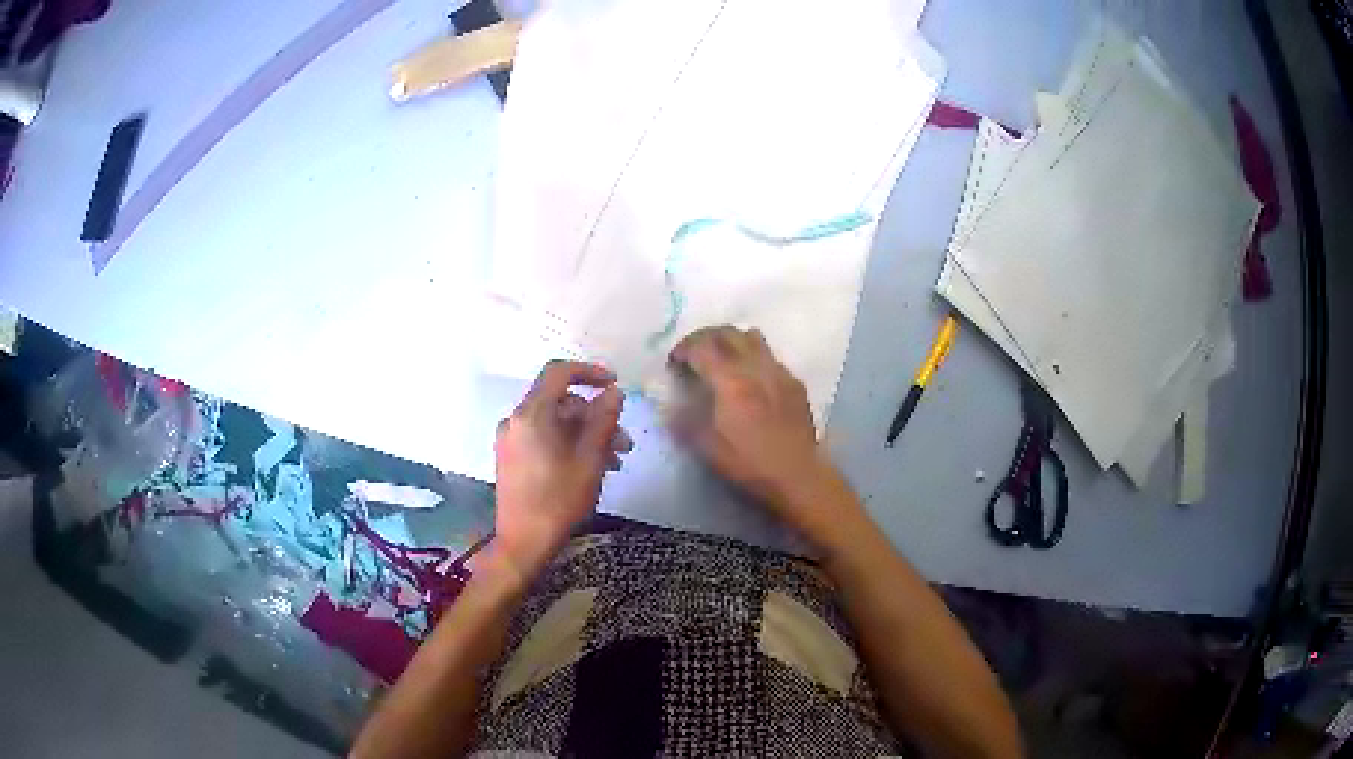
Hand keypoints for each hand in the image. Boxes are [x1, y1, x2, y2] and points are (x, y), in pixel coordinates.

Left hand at [493, 360, 631, 576]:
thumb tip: (613, 392)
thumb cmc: (559, 500)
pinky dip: (567, 445)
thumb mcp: (589, 459)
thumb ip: (603, 420)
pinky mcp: (510, 458)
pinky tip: (590, 469)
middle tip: (624, 443)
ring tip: (613, 463)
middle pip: (560, 403)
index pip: (558, 372)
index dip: (589, 372)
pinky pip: (543, 438)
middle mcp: (515, 420)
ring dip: (586, 435)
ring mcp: (510, 440)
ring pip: (554, 423)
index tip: (615, 384)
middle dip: (595, 417)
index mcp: (531, 415)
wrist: (523, 543)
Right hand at [668, 327, 840, 531]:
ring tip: (721, 359)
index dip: (683, 349)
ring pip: (751, 337)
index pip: (702, 346)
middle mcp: (756, 367)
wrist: (798, 475)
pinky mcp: (794, 382)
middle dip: (704, 338)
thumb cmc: (750, 464)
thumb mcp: (707, 448)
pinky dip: (753, 357)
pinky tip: (750, 379)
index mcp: (731, 381)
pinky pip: (770, 356)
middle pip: (727, 333)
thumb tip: (668, 406)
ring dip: (731, 341)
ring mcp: (779, 371)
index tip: (673, 362)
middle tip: (692, 354)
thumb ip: (684, 421)